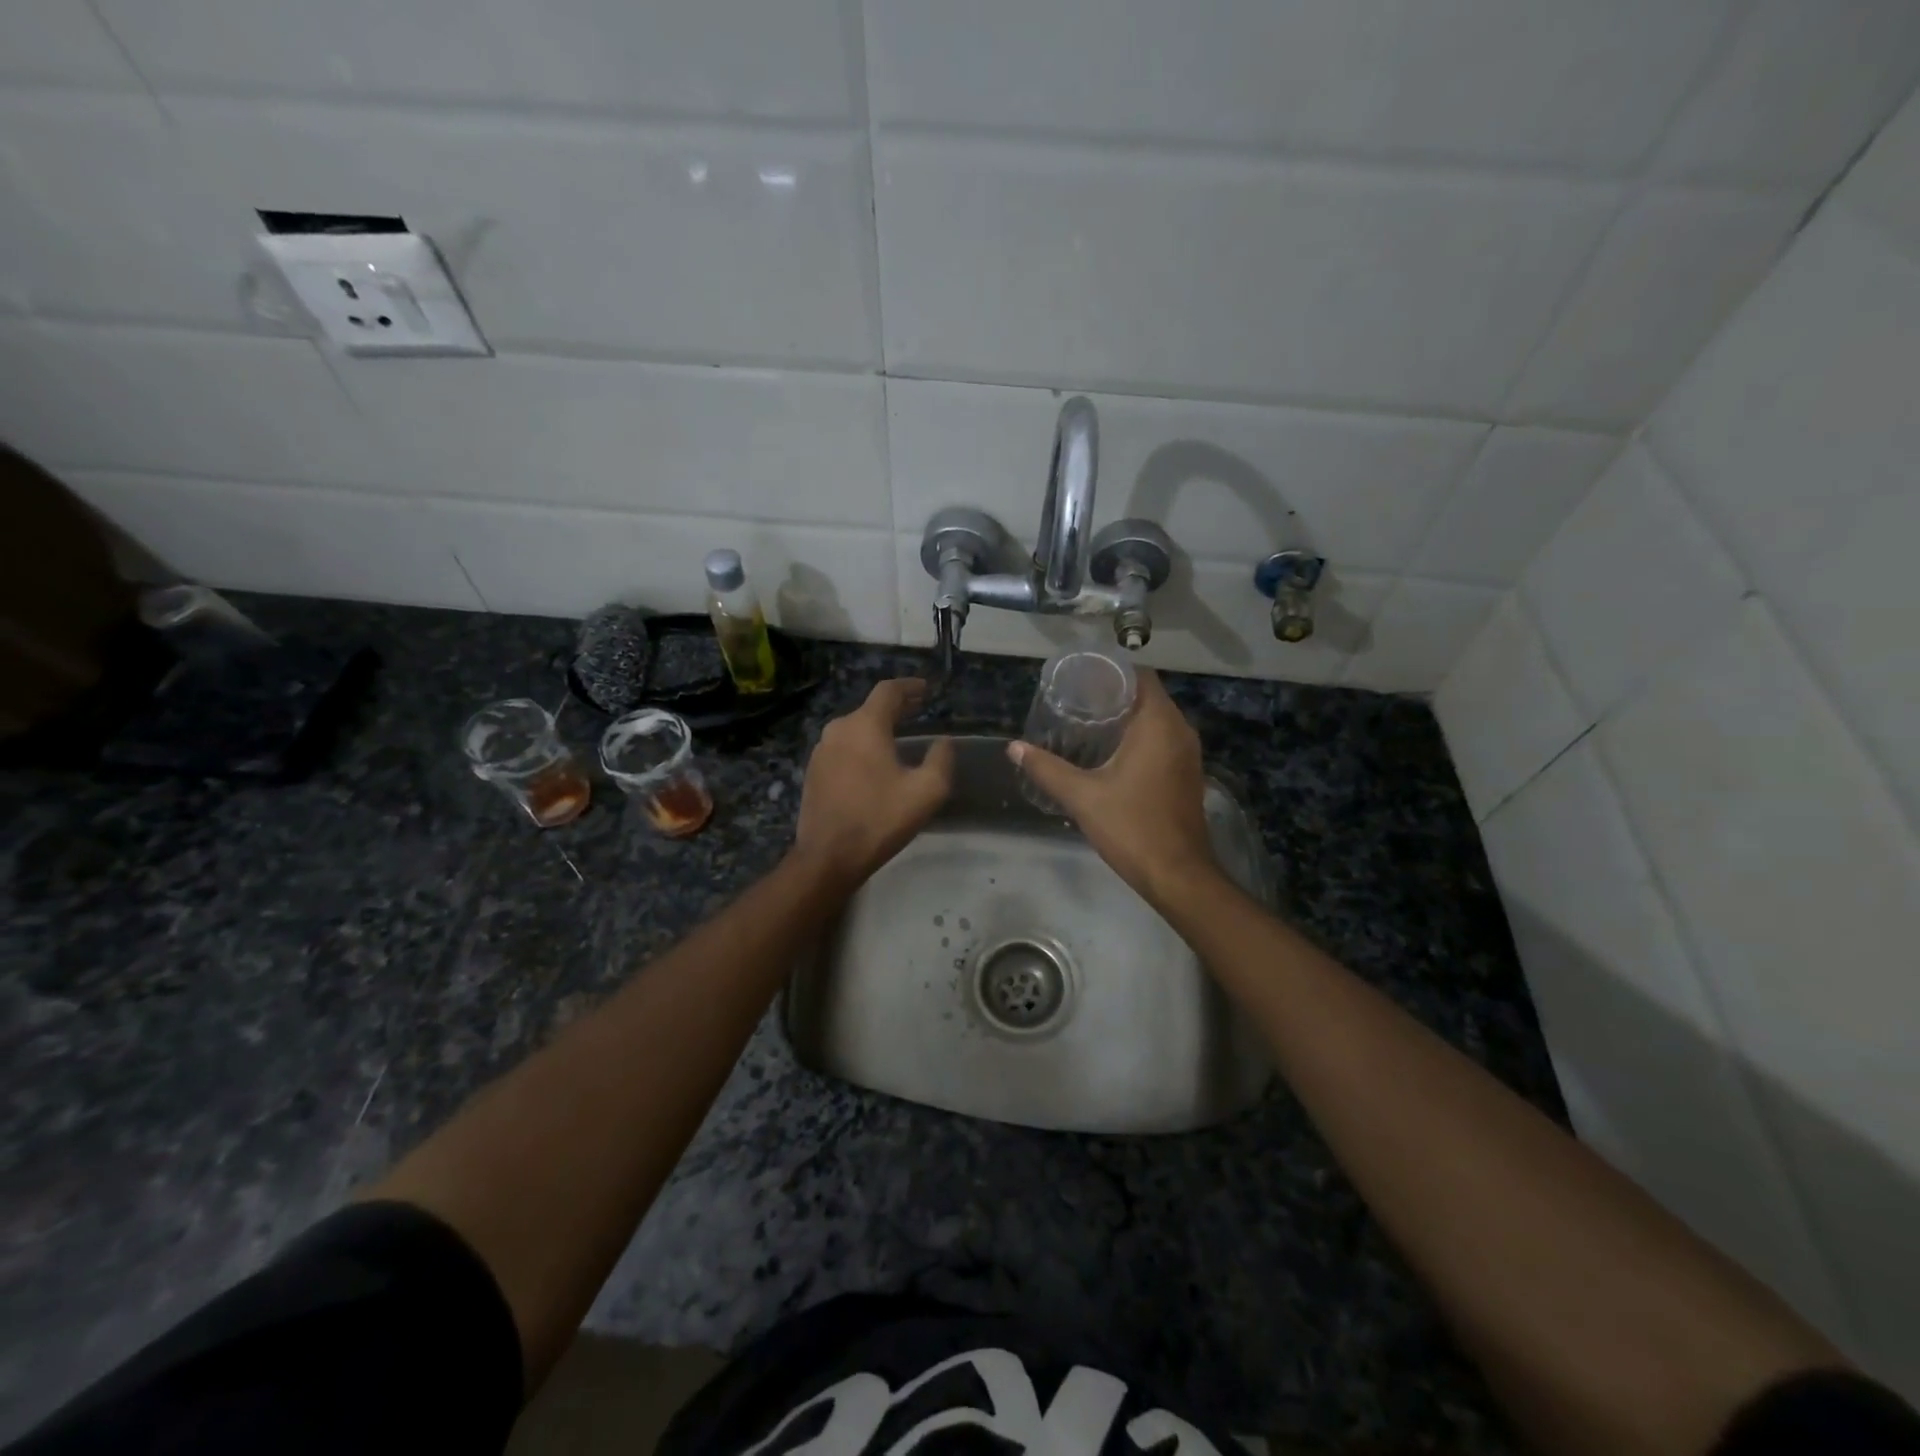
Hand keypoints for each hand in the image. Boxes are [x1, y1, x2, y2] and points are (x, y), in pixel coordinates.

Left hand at [793, 678, 953, 889]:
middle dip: (897, 708)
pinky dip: (863, 746)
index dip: (910, 687)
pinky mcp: (813, 771)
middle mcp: (838, 729)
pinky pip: (843, 747)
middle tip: (919, 711)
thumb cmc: (879, 819)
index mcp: (864, 725)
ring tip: (900, 736)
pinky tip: (875, 762)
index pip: (888, 691)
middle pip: (870, 708)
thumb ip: (941, 759)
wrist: (828, 856)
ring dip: (878, 728)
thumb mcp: (926, 791)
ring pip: (855, 728)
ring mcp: (821, 751)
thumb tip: (943, 741)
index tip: (927, 689)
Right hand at [1008, 669, 1220, 904]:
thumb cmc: (1131, 827)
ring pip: (1156, 719)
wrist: (1177, 874)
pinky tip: (1109, 752)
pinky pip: (1162, 739)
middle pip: (1146, 695)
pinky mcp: (1186, 773)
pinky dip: (1139, 737)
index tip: (1079, 677)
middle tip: (1074, 699)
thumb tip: (1014, 748)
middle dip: (1112, 693)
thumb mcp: (1082, 796)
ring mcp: (1187, 753)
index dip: (1110, 672)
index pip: (1140, 676)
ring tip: (1086, 722)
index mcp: (1159, 724)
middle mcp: (1180, 730)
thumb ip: (1046, 769)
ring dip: (1126, 716)